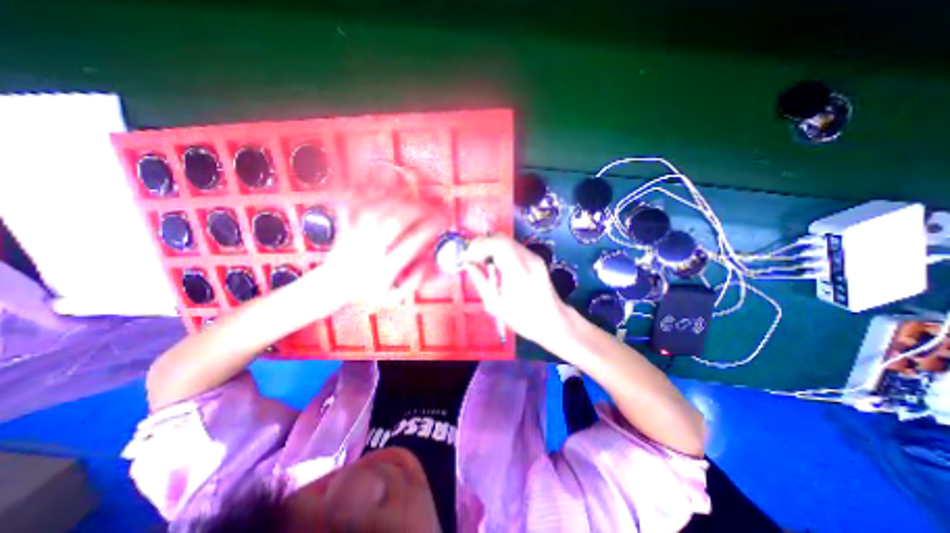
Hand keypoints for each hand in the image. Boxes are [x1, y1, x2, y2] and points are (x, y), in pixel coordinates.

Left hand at [312, 196, 445, 306]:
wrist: (331, 285)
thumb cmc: (368, 292)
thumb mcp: (395, 297)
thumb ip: (416, 280)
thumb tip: (432, 259)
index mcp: (384, 269)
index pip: (411, 244)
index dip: (431, 229)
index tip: (444, 221)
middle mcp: (370, 249)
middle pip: (395, 221)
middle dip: (419, 209)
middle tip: (433, 205)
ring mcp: (356, 234)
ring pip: (378, 209)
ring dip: (400, 197)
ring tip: (417, 192)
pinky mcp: (346, 224)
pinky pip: (356, 202)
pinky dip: (369, 188)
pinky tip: (382, 176)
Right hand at [463, 234, 566, 344]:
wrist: (552, 321)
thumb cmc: (523, 318)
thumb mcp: (496, 304)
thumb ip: (480, 280)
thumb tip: (467, 264)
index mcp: (519, 272)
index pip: (498, 245)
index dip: (479, 246)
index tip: (467, 257)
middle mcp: (528, 259)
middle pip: (501, 238)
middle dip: (482, 244)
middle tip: (470, 257)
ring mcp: (534, 257)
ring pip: (507, 240)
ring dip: (490, 246)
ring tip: (480, 261)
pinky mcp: (535, 258)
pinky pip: (513, 247)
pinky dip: (499, 250)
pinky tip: (494, 264)